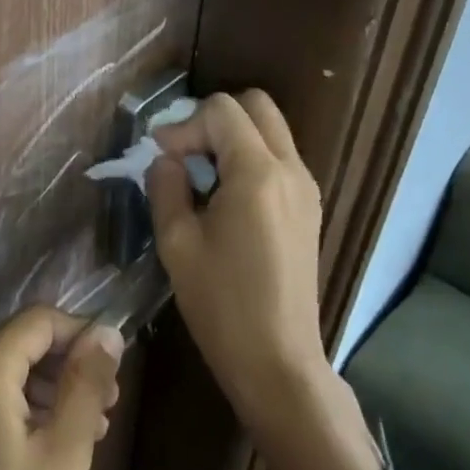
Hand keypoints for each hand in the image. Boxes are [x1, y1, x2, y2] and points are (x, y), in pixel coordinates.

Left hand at [0, 306, 125, 469]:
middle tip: (110, 400)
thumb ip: (87, 383)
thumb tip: (108, 331)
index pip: (38, 321)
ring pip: (7, 370)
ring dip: (50, 387)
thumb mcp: (65, 453)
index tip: (114, 366)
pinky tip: (55, 439)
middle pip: (21, 343)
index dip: (81, 333)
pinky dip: (24, 405)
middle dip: (68, 364)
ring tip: (92, 424)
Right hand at [149, 91, 328, 433]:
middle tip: (184, 152)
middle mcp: (290, 169)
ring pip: (270, 130)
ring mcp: (306, 188)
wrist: (279, 364)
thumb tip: (166, 160)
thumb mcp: (177, 244)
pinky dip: (250, 157)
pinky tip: (224, 196)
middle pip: (256, 106)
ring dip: (233, 137)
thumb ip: (165, 187)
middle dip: (213, 118)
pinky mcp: (309, 208)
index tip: (160, 155)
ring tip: (200, 174)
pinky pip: (279, 157)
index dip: (184, 124)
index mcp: (257, 173)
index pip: (222, 110)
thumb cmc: (222, 305)